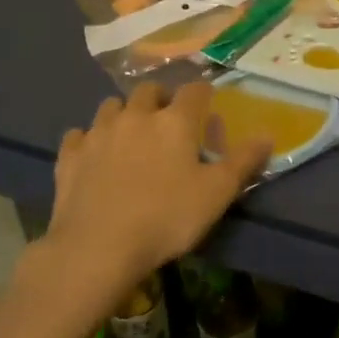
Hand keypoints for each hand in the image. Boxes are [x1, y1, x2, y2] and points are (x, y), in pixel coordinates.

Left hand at [40, 82, 273, 299]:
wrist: (97, 247)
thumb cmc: (166, 218)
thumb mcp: (217, 193)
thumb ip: (243, 161)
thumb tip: (268, 135)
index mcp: (175, 121)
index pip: (194, 90)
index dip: (203, 94)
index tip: (207, 108)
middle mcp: (136, 115)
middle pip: (149, 90)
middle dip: (161, 98)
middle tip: (168, 121)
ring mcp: (98, 133)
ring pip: (111, 106)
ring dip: (124, 114)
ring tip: (130, 135)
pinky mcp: (70, 156)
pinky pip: (78, 135)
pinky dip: (88, 140)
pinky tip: (93, 155)